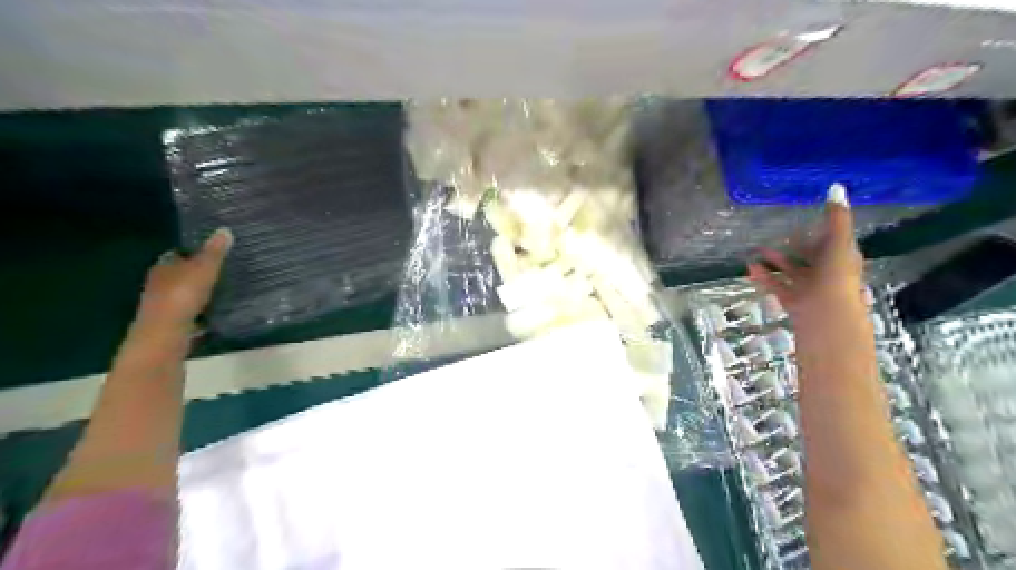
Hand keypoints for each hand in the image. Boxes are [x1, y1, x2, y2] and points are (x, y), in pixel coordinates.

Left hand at [136, 228, 231, 331]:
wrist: (166, 334)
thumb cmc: (182, 296)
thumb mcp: (204, 270)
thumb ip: (214, 252)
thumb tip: (225, 229)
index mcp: (163, 267)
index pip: (177, 255)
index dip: (193, 253)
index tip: (213, 252)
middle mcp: (159, 284)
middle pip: (179, 274)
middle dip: (196, 273)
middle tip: (221, 271)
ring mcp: (164, 305)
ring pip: (183, 294)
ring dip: (198, 293)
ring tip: (222, 291)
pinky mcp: (172, 323)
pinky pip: (189, 312)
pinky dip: (199, 311)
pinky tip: (215, 312)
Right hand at [745, 186, 864, 317]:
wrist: (826, 315)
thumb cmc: (836, 276)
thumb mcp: (838, 242)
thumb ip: (836, 217)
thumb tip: (836, 186)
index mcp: (841, 259)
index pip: (831, 243)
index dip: (820, 233)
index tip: (803, 222)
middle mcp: (825, 273)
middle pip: (809, 258)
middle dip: (794, 247)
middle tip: (777, 235)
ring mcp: (808, 288)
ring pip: (790, 272)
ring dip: (775, 261)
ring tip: (757, 250)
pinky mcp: (792, 300)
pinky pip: (775, 285)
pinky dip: (763, 276)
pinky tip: (749, 267)